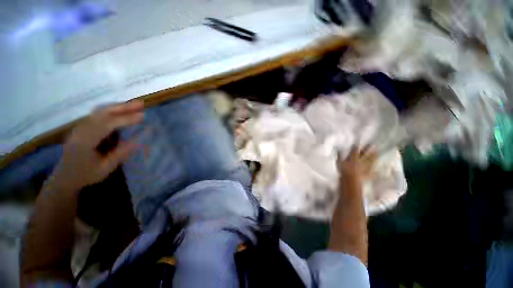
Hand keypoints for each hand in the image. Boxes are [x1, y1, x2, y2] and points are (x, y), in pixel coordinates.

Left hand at [50, 100, 143, 190]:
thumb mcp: (105, 168)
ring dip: (118, 107)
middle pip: (102, 113)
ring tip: (135, 105)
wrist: (64, 178)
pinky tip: (121, 110)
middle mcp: (81, 130)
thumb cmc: (86, 175)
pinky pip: (97, 114)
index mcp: (85, 142)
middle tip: (141, 104)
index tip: (143, 116)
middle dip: (122, 107)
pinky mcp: (82, 127)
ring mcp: (80, 127)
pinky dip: (111, 110)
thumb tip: (139, 140)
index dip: (125, 119)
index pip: (107, 125)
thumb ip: (121, 153)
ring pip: (99, 111)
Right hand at [337, 147, 376, 180]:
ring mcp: (366, 167)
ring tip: (377, 154)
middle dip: (369, 150)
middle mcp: (361, 161)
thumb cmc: (344, 170)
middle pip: (365, 154)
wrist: (351, 180)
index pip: (355, 150)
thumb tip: (338, 150)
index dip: (356, 147)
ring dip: (374, 157)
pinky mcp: (368, 175)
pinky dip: (376, 172)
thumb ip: (339, 156)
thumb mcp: (339, 162)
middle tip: (373, 145)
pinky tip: (378, 171)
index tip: (357, 144)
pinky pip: (373, 173)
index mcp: (353, 157)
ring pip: (371, 161)